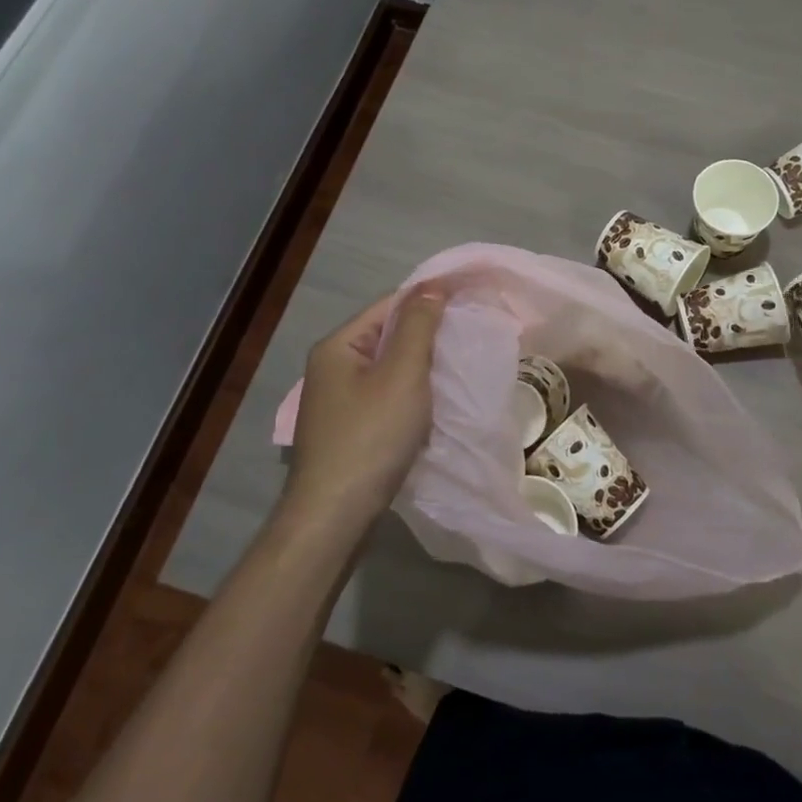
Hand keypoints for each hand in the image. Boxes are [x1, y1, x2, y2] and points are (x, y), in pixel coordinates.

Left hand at [284, 287, 445, 532]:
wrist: (335, 516)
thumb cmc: (371, 436)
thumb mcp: (402, 374)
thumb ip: (418, 326)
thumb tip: (433, 286)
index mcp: (338, 346)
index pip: (389, 305)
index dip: (429, 299)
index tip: (469, 300)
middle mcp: (332, 368)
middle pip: (388, 336)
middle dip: (428, 336)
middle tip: (469, 337)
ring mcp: (338, 402)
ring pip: (389, 370)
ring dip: (422, 368)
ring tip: (459, 369)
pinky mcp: (349, 430)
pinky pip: (386, 398)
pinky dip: (412, 396)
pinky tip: (435, 406)